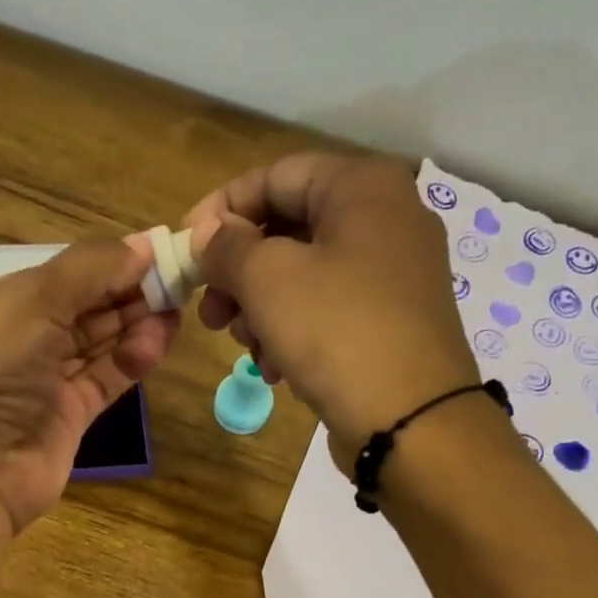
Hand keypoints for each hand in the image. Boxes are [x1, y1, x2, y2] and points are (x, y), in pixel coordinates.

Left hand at [0, 237, 178, 534]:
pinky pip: (104, 381)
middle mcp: (13, 340)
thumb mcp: (28, 302)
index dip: (105, 262)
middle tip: (176, 280)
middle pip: (81, 307)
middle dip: (125, 292)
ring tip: (175, 310)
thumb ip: (88, 270)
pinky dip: (130, 361)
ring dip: (133, 324)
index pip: (57, 274)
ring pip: (96, 344)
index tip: (154, 252)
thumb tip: (142, 245)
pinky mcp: (65, 420)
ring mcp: (40, 383)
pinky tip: (157, 342)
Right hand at [184, 153, 479, 459]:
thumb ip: (227, 246)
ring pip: (305, 277)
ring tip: (245, 347)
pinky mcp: (393, 323)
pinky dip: (294, 332)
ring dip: (261, 310)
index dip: (220, 211)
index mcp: (362, 187)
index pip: (274, 177)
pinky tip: (276, 369)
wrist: (412, 420)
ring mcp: (394, 275)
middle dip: (239, 274)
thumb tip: (208, 233)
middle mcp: (386, 219)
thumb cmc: (337, 332)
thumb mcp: (268, 279)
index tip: (185, 251)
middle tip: (210, 315)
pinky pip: (329, 311)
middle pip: (289, 230)